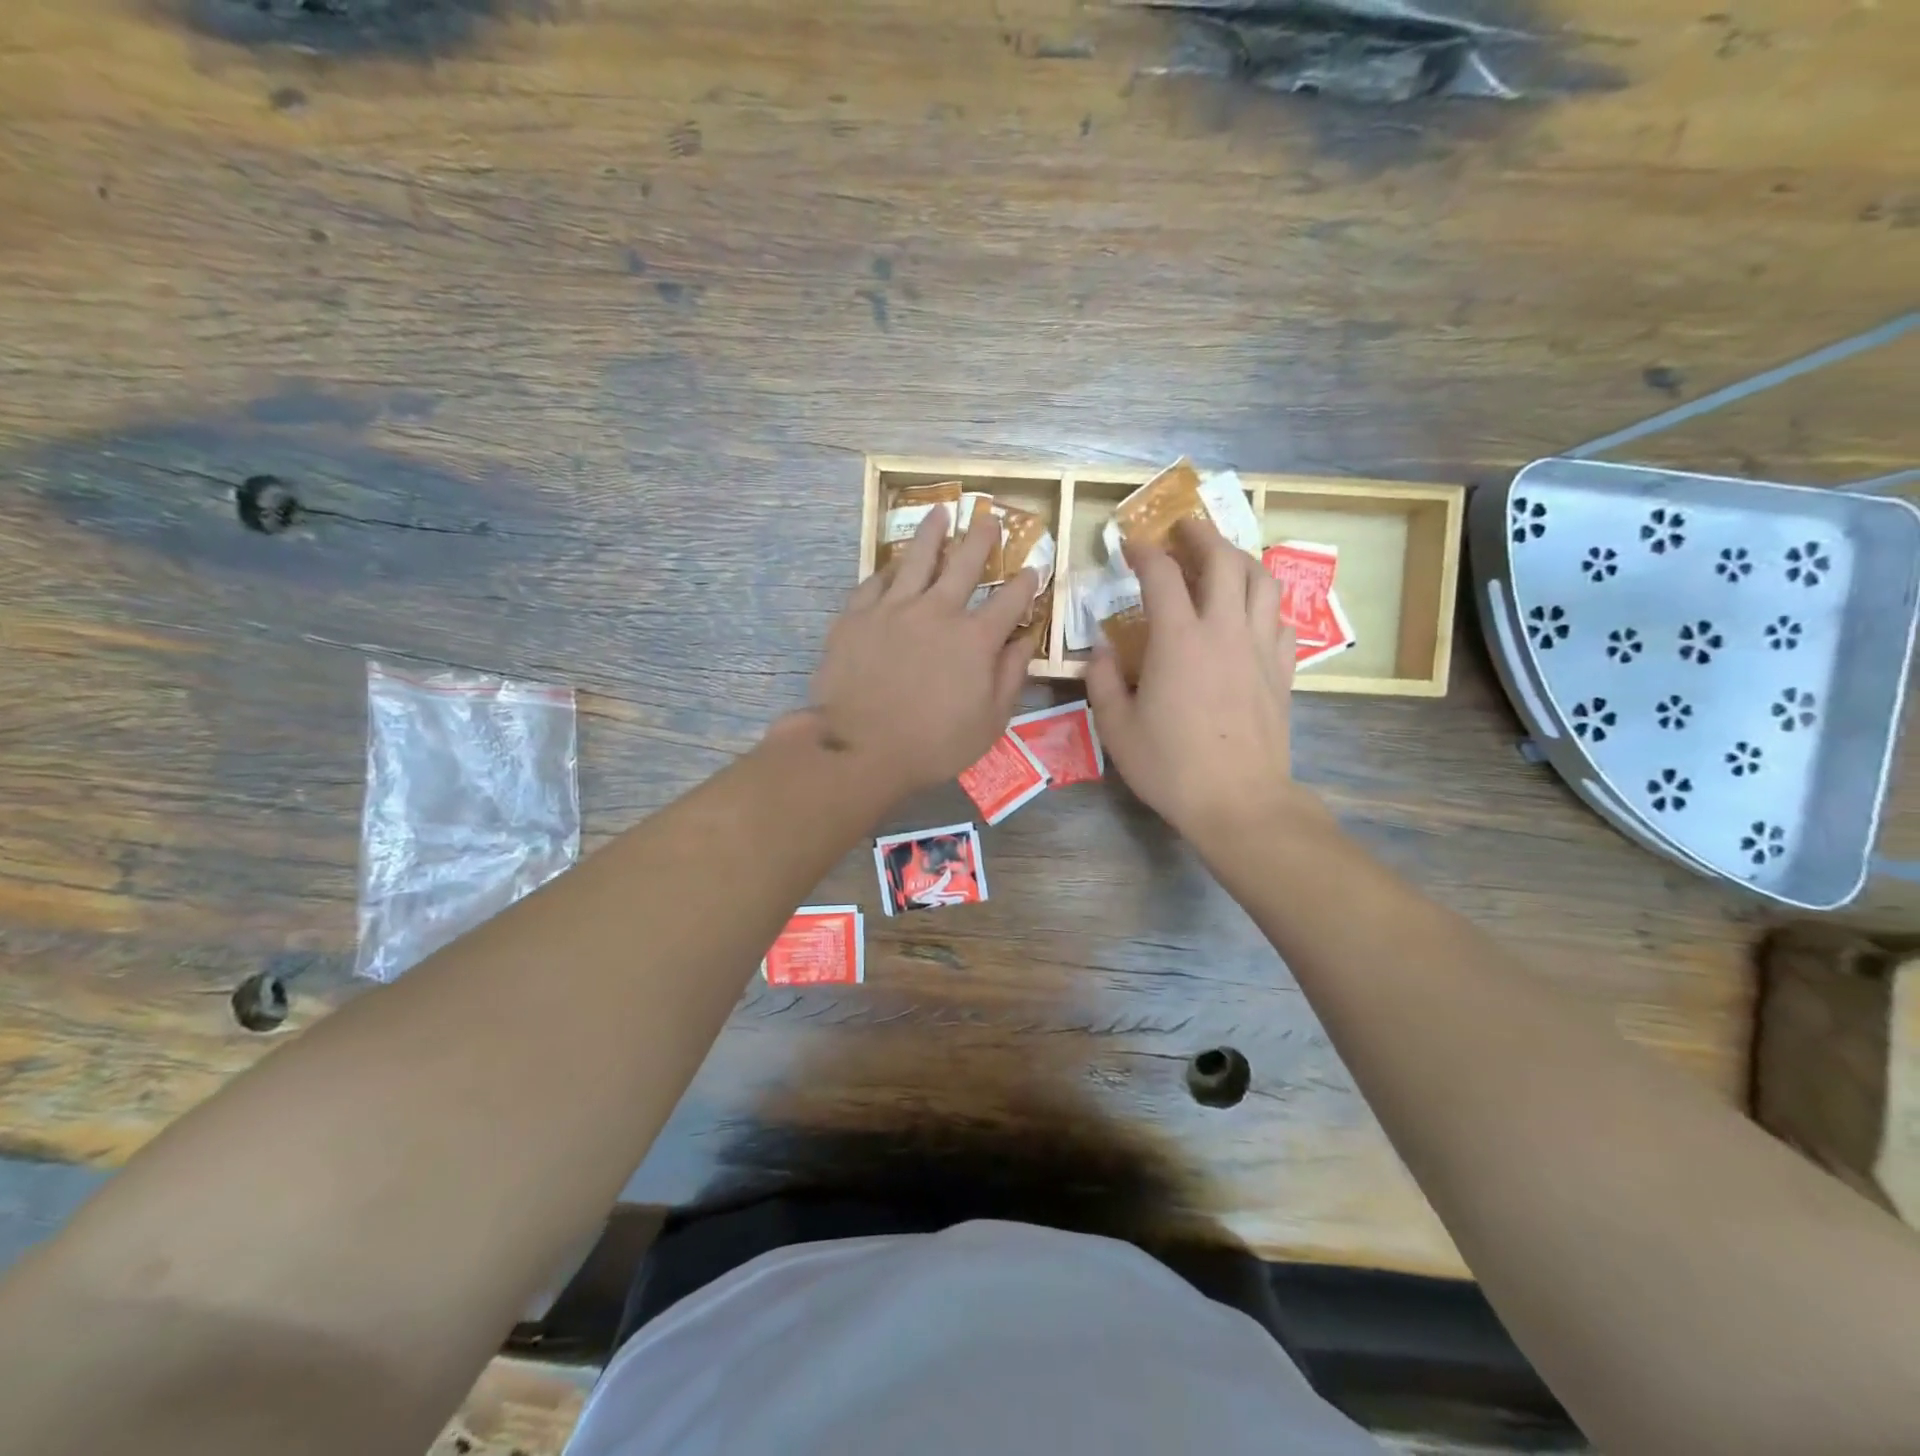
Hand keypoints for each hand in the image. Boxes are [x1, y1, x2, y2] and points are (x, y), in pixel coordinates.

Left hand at [797, 505, 1037, 803]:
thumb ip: (1011, 676)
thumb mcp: (989, 721)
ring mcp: (894, 608)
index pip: (1010, 600)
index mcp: (976, 638)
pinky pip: (875, 580)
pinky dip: (888, 569)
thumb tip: (1027, 641)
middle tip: (989, 517)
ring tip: (941, 512)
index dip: (1026, 583)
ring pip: (917, 558)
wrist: (860, 747)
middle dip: (982, 538)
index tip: (1034, 568)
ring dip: (933, 533)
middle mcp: (938, 611)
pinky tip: (892, 562)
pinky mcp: (857, 615)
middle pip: (965, 563)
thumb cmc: (933, 744)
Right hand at [1086, 517, 1317, 846]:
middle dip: (1201, 534)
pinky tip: (1250, 613)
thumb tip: (1100, 652)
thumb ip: (1103, 682)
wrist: (1239, 801)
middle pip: (1223, 560)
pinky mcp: (1282, 671)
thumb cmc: (1170, 766)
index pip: (1161, 575)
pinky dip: (1263, 604)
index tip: (1130, 543)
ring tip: (1222, 557)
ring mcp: (1259, 648)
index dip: (1144, 552)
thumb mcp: (1117, 729)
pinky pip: (1279, 620)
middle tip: (1184, 527)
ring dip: (1240, 558)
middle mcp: (1223, 630)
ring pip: (1262, 580)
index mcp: (1178, 639)